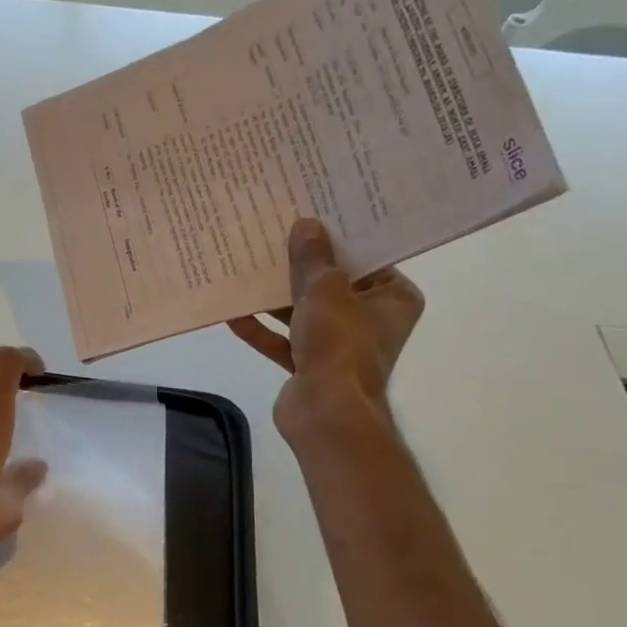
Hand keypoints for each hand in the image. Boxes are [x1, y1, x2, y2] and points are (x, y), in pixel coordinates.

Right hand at [228, 218, 423, 446]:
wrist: (326, 413)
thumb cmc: (340, 345)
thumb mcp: (325, 291)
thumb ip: (313, 258)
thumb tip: (306, 225)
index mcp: (392, 299)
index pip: (366, 259)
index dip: (337, 238)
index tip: (310, 214)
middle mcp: (370, 320)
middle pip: (331, 285)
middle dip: (298, 267)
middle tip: (271, 233)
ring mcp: (338, 345)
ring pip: (303, 312)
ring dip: (275, 297)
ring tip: (245, 267)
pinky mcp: (310, 366)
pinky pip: (284, 340)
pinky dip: (262, 329)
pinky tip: (233, 313)